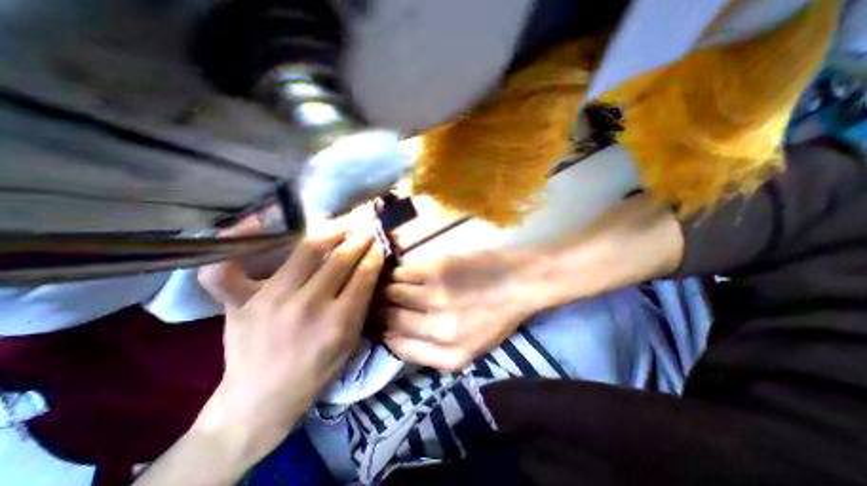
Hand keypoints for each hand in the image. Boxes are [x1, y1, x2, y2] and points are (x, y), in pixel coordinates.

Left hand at [199, 223, 384, 460]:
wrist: (262, 399)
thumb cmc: (317, 371)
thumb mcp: (351, 342)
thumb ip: (361, 304)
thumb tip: (369, 268)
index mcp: (338, 323)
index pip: (364, 274)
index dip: (374, 254)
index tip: (378, 242)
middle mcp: (307, 307)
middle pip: (340, 259)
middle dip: (359, 239)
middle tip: (366, 229)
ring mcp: (269, 300)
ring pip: (305, 250)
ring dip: (329, 232)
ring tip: (339, 225)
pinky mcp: (238, 301)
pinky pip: (228, 266)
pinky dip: (239, 241)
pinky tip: (257, 224)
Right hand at [383, 251, 539, 371]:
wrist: (521, 282)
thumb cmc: (498, 315)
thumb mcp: (472, 348)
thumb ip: (433, 350)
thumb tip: (393, 336)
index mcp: (450, 355)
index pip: (398, 346)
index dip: (381, 334)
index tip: (375, 325)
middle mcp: (440, 329)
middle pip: (390, 318)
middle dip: (375, 311)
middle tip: (370, 302)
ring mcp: (437, 296)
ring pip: (391, 293)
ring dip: (382, 290)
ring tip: (379, 286)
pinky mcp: (437, 269)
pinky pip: (401, 273)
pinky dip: (393, 274)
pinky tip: (395, 273)